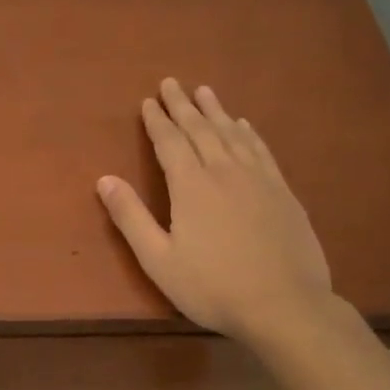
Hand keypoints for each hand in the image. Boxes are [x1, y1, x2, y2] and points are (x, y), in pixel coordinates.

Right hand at [97, 79, 333, 352]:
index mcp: (191, 185)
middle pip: (200, 129)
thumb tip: (104, 179)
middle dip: (182, 105)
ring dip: (215, 110)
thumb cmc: (214, 287)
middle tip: (171, 83)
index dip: (157, 121)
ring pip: (231, 133)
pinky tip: (244, 125)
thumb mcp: (159, 260)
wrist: (286, 306)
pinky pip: (260, 149)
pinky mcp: (282, 191)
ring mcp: (258, 178)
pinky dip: (248, 133)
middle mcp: (223, 171)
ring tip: (204, 91)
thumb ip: (131, 218)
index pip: (169, 142)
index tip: (148, 101)